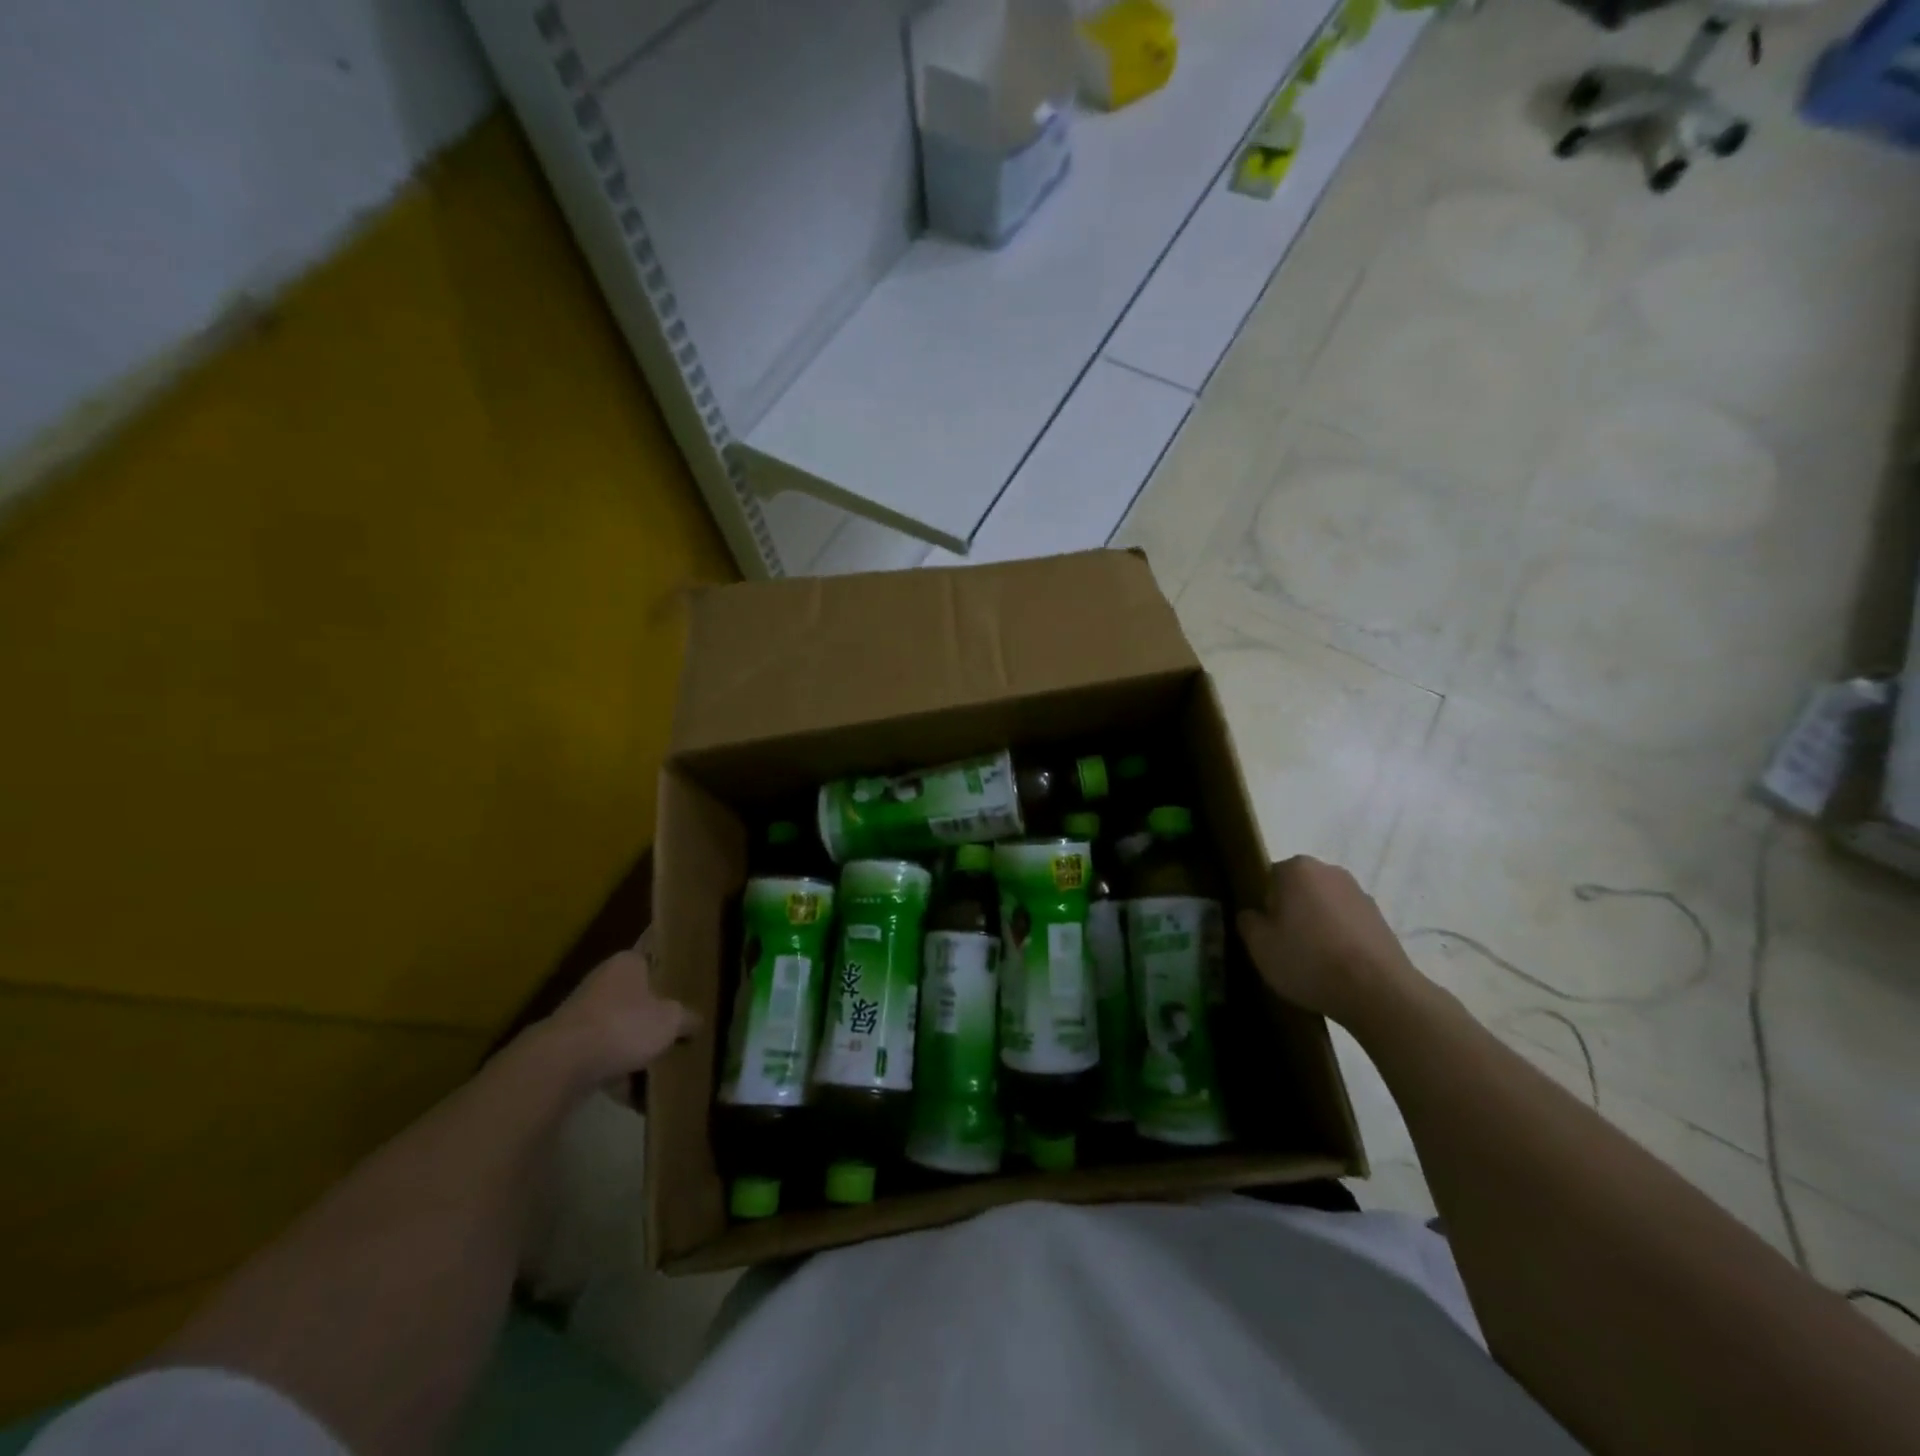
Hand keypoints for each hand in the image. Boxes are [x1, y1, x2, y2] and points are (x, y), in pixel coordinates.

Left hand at [545, 942, 698, 1086]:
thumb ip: (687, 1018)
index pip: (653, 959)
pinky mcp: (567, 1046)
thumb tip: (697, 1021)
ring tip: (659, 1065)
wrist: (562, 1063)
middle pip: (635, 996)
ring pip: (618, 1027)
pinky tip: (634, 1094)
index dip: (670, 975)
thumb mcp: (671, 1020)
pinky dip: (616, 1071)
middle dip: (652, 1015)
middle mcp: (602, 981)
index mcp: (627, 963)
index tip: (686, 989)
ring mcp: (581, 1014)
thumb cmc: (624, 1025)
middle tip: (677, 1029)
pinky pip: (601, 1056)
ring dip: (633, 1045)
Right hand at [1236, 856, 1421, 1027]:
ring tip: (1314, 963)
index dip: (1264, 907)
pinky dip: (1340, 939)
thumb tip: (1252, 915)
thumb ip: (1247, 922)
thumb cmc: (1309, 960)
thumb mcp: (1259, 945)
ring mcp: (1360, 894)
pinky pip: (1347, 924)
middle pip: (1298, 890)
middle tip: (1285, 948)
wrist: (1378, 992)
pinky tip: (1338, 968)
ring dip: (1317, 926)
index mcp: (1297, 869)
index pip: (1268, 879)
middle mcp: (1330, 871)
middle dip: (1291, 913)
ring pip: (1324, 907)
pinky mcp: (1381, 919)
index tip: (1266, 934)